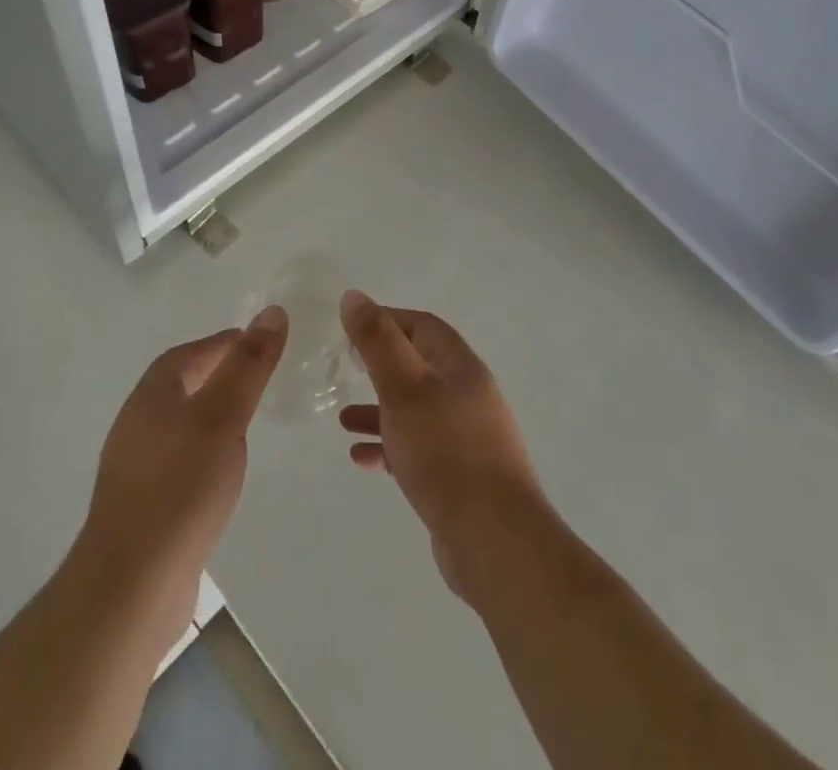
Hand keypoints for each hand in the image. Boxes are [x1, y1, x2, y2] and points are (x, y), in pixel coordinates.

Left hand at [73, 307, 287, 647]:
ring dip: (210, 414)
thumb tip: (272, 311)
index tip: (261, 345)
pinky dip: (202, 452)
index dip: (227, 344)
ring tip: (245, 424)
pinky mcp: (141, 502)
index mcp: (153, 393)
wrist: (131, 585)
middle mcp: (137, 420)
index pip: (193, 352)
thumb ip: (249, 365)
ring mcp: (135, 464)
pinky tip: (219, 474)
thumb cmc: (181, 487)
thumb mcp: (224, 417)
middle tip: (258, 380)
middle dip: (219, 375)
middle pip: (183, 383)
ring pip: (180, 422)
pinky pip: (177, 459)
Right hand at [338, 290, 545, 598]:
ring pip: (416, 411)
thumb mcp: (403, 388)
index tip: (350, 330)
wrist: (495, 541)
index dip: (387, 320)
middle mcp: (468, 396)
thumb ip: (377, 341)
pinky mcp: (461, 476)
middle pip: (419, 367)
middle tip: (345, 370)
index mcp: (461, 368)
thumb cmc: (445, 452)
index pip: (423, 326)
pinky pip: (419, 449)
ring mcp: (467, 438)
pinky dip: (390, 447)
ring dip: (379, 411)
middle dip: (380, 367)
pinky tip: (363, 459)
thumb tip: (354, 296)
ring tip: (342, 421)